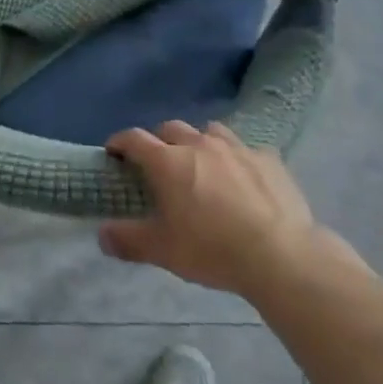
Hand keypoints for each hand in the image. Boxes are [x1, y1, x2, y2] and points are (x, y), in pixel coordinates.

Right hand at [99, 121, 360, 298]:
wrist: (280, 255)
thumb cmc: (212, 249)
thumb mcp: (163, 251)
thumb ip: (128, 240)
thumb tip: (101, 235)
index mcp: (168, 161)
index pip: (134, 138)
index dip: (120, 142)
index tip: (114, 153)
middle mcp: (199, 144)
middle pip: (170, 128)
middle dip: (159, 140)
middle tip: (158, 164)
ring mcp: (236, 147)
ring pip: (209, 131)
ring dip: (198, 142)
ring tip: (201, 164)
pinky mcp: (268, 158)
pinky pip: (246, 149)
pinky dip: (237, 158)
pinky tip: (243, 178)